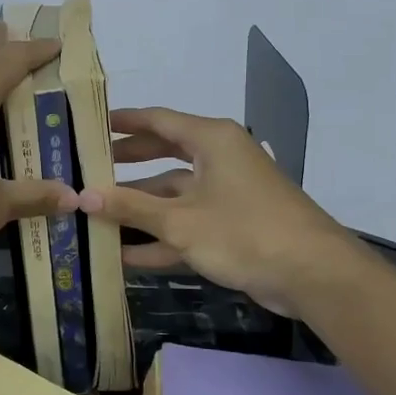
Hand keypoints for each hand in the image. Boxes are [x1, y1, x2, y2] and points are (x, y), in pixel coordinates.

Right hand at [77, 108, 353, 317]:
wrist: (312, 275)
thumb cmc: (244, 232)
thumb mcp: (180, 221)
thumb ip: (130, 207)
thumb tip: (83, 195)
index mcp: (211, 140)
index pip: (158, 120)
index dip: (123, 122)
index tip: (90, 127)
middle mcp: (219, 159)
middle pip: (163, 155)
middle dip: (127, 165)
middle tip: (88, 169)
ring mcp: (227, 194)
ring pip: (173, 194)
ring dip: (139, 209)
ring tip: (95, 217)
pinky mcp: (232, 226)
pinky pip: (188, 223)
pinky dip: (161, 236)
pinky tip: (125, 255)